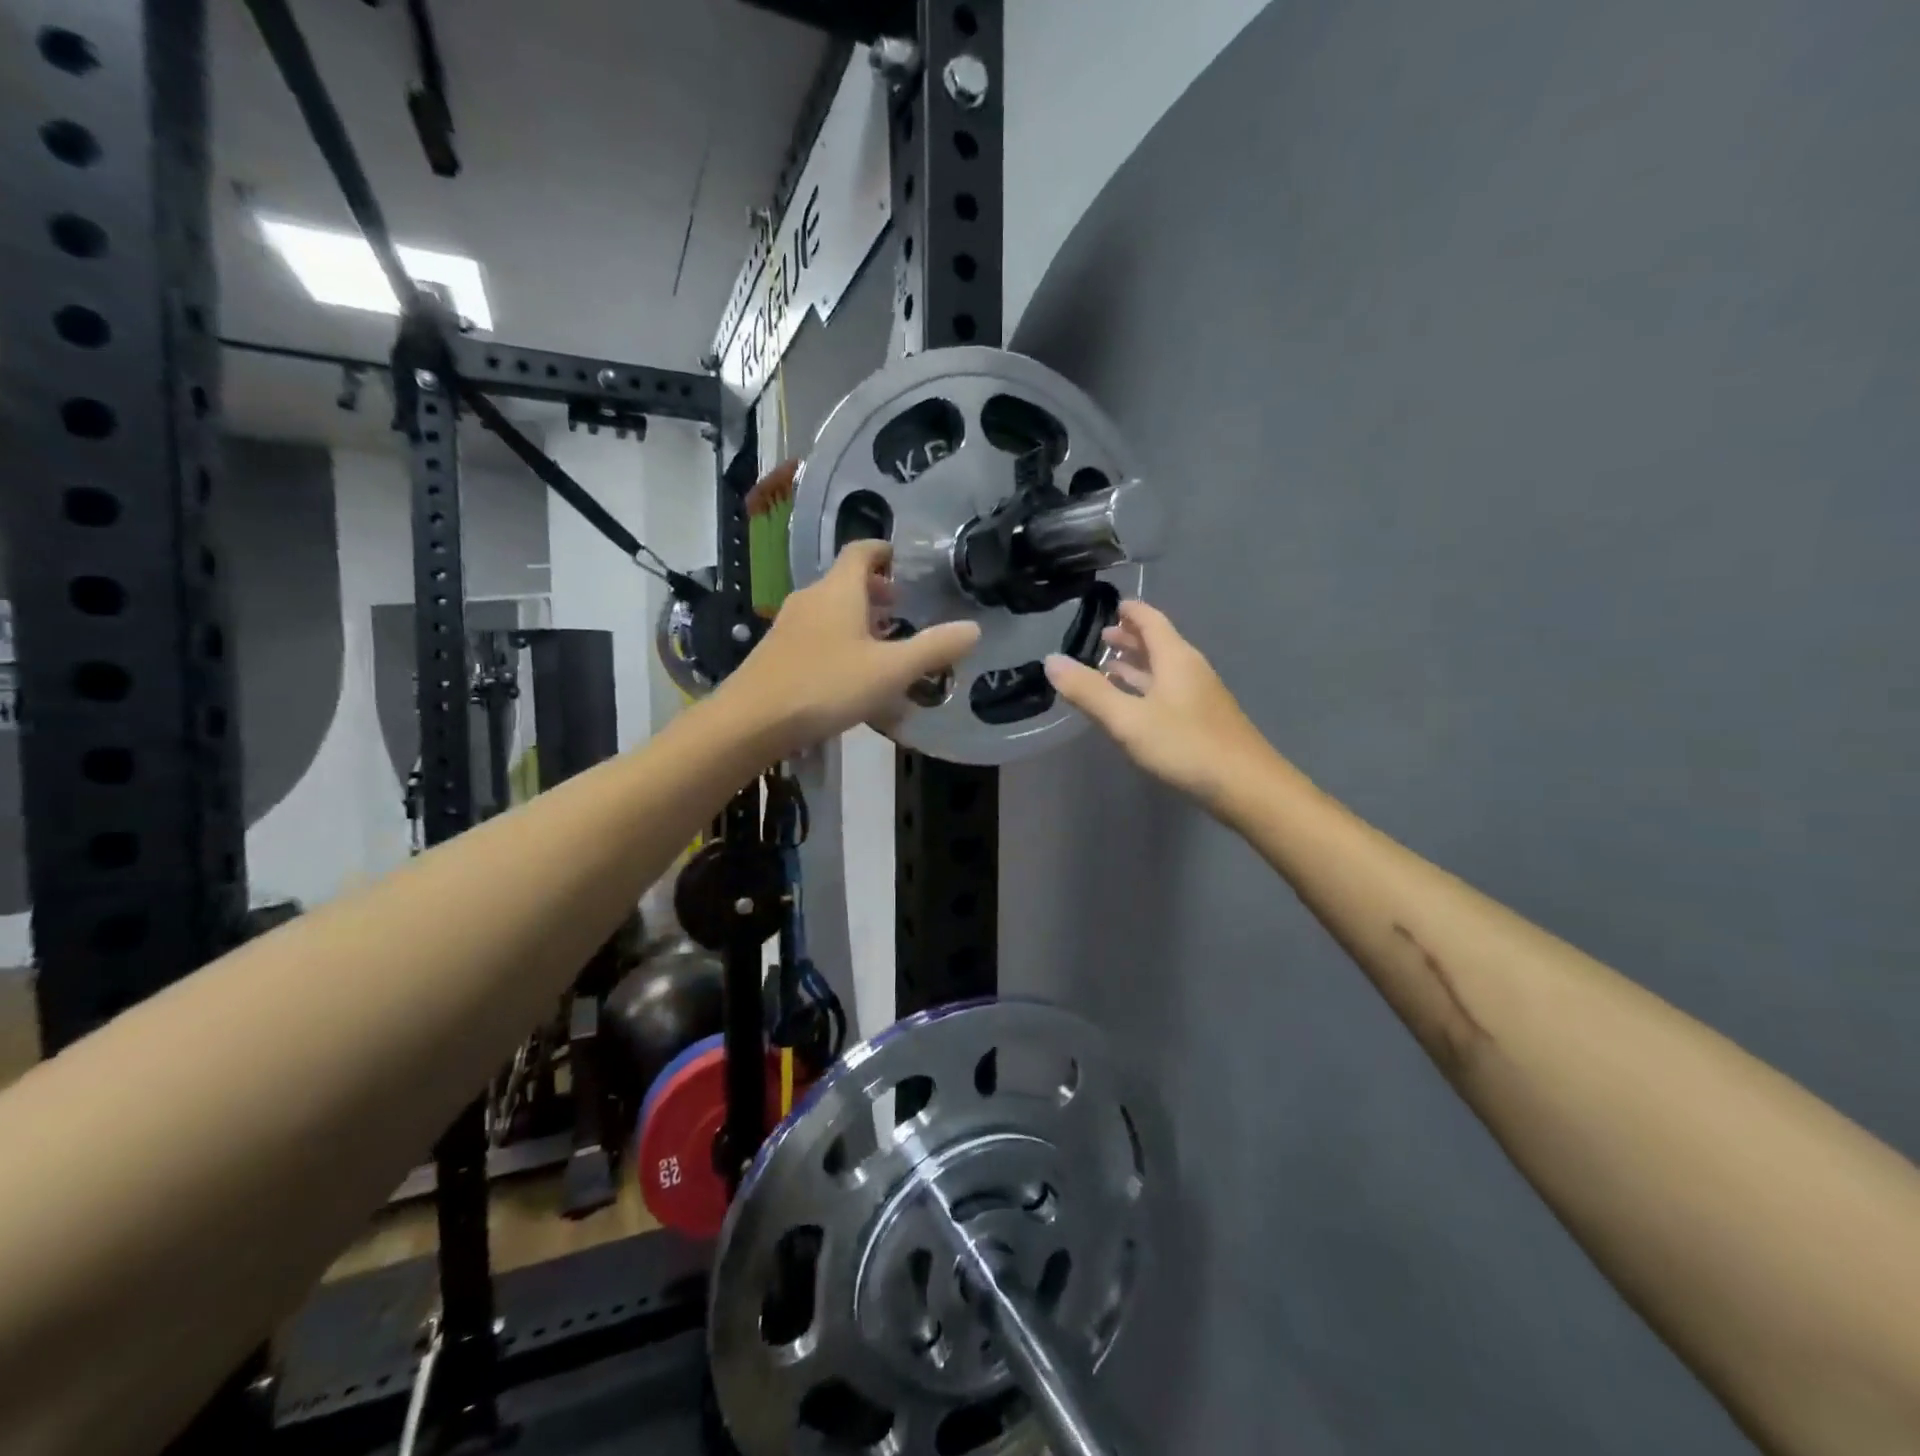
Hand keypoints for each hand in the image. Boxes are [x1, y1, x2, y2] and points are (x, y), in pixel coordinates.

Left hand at [730, 540, 980, 752]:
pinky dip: (840, 643)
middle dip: (877, 593)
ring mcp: (790, 626)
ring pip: (831, 612)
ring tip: (885, 648)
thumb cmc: (826, 686)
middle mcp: (812, 599)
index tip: (906, 563)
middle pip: (847, 582)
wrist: (751, 721)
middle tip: (904, 613)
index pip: (862, 551)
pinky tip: (852, 678)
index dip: (885, 552)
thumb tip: (973, 629)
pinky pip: (818, 636)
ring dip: (859, 622)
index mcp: (839, 590)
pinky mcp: (778, 653)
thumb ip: (934, 649)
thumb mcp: (891, 671)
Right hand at [1044, 601, 1279, 811]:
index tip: (1108, 605)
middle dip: (1129, 637)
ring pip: (1163, 669)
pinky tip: (1134, 705)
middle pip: (1158, 643)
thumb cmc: (1185, 746)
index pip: (1150, 620)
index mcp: (1175, 658)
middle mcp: (1190, 669)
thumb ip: (1088, 691)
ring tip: (1107, 667)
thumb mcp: (1128, 719)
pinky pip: (1168, 690)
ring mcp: (1199, 695)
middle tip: (1100, 636)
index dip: (1129, 611)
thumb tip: (1051, 660)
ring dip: (1136, 664)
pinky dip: (1146, 687)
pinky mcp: (1203, 719)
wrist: (1246, 786)